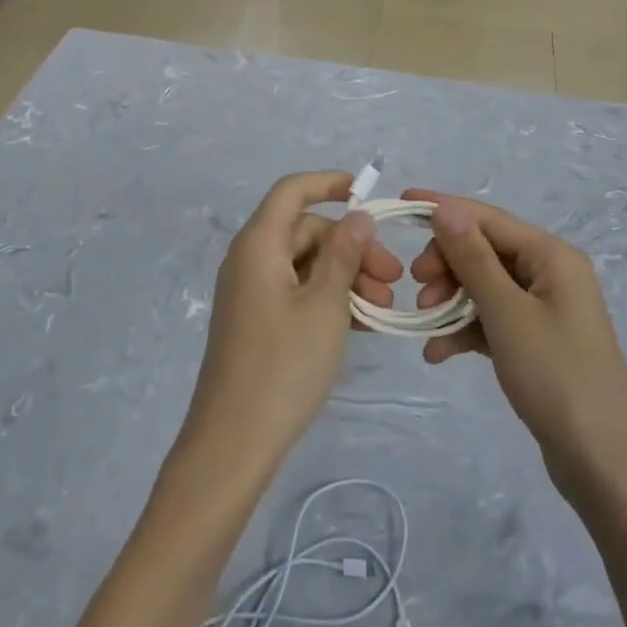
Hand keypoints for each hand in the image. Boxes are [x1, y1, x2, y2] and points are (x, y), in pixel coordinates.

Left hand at [179, 171, 403, 474]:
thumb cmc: (283, 366)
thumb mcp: (325, 305)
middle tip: (392, 278)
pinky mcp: (256, 321)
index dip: (328, 183)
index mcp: (259, 244)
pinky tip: (362, 322)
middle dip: (351, 246)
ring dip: (345, 276)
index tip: (366, 192)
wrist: (234, 443)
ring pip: (305, 264)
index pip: (292, 191)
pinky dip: (328, 298)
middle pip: (305, 231)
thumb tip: (356, 217)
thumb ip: (343, 254)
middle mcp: (249, 259)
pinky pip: (296, 291)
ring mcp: (250, 291)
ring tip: (384, 308)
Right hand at [406, 190, 626, 503]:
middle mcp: (551, 272)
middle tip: (417, 286)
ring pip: (485, 285)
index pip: (487, 217)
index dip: (443, 208)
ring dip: (451, 299)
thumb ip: (472, 258)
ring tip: (425, 322)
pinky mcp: (537, 340)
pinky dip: (465, 329)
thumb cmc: (555, 377)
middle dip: (446, 264)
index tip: (401, 206)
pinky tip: (438, 352)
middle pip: (484, 249)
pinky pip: (493, 318)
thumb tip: (444, 208)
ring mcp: (546, 308)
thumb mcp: (506, 313)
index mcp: (551, 255)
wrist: (602, 464)